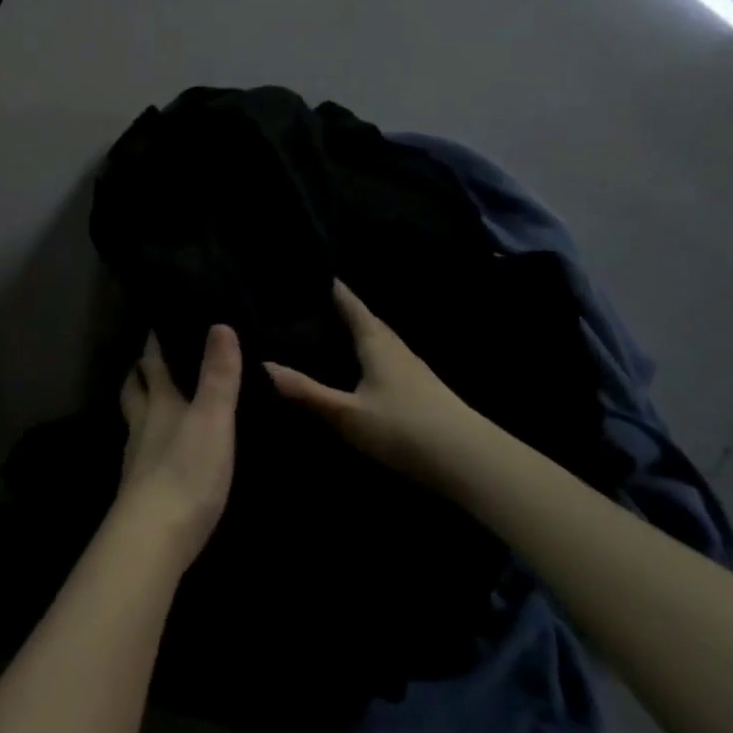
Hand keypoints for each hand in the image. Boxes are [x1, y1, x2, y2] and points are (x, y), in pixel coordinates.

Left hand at [114, 326, 240, 570]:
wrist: (154, 537)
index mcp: (159, 402)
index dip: (153, 342)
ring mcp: (136, 457)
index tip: (157, 323)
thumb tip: (219, 324)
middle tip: (149, 357)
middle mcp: (142, 423)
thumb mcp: (213, 418)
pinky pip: (140, 452)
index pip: (151, 362)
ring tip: (154, 399)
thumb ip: (218, 375)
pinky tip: (160, 451)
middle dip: (140, 371)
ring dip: (141, 404)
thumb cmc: (187, 471)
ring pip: (133, 419)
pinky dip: (148, 441)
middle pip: (134, 389)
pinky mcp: (139, 488)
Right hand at [264, 280, 489, 484]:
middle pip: (363, 319)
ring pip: (374, 340)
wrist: (470, 462)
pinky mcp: (418, 390)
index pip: (349, 302)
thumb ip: (306, 391)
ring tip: (321, 331)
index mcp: (376, 340)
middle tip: (302, 304)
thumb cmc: (405, 428)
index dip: (330, 286)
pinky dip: (361, 354)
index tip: (306, 270)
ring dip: (351, 332)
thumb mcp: (347, 414)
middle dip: (336, 309)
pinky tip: (352, 368)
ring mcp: (410, 368)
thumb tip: (262, 365)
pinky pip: (381, 359)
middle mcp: (394, 346)